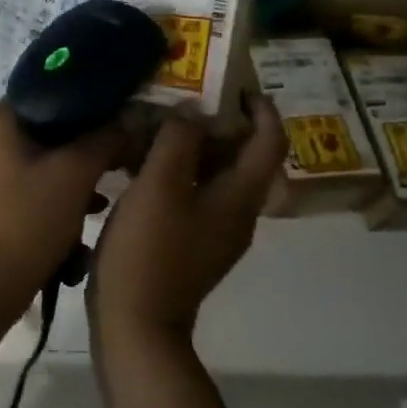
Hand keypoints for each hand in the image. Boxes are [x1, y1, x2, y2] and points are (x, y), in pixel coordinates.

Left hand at [0, 104, 124, 309]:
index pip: (53, 88)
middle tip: (127, 149)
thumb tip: (129, 118)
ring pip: (53, 157)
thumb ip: (105, 139)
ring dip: (84, 171)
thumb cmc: (27, 218)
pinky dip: (68, 194)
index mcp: (3, 119)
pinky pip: (44, 184)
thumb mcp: (74, 173)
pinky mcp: (5, 200)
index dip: (92, 97)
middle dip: (93, 140)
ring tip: (116, 183)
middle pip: (56, 125)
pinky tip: (94, 212)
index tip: (126, 107)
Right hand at [91, 96, 286, 346]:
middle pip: (243, 156)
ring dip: (194, 145)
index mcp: (239, 197)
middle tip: (183, 94)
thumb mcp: (159, 186)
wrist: (137, 326)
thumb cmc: (150, 251)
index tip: (232, 81)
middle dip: (219, 121)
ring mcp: (214, 231)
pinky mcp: (191, 242)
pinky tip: (142, 161)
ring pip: (215, 174)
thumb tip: (192, 109)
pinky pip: (195, 193)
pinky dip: (179, 170)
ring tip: (157, 121)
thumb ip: (178, 140)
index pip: (269, 142)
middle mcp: (237, 212)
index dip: (260, 108)